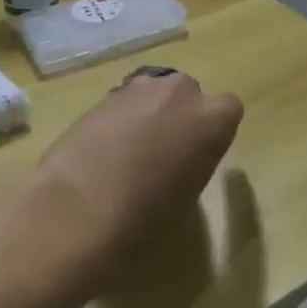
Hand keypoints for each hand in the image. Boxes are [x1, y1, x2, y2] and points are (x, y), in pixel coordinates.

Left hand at [31, 70, 242, 279]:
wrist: (78, 211)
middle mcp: (180, 92)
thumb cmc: (145, 219)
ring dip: (145, 113)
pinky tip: (100, 151)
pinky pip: (121, 103)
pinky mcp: (102, 95)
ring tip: (126, 152)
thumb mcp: (186, 199)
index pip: (228, 109)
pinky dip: (116, 120)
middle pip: (186, 93)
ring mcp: (138, 88)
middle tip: (161, 151)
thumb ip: (191, 165)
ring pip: (151, 94)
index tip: (198, 153)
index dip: (211, 130)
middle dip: (177, 114)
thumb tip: (176, 162)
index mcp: (212, 120)